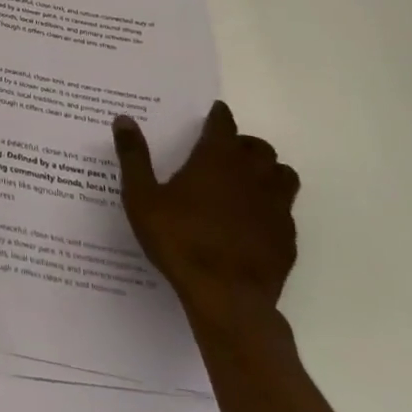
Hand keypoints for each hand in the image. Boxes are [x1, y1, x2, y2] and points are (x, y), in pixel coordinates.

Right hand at [113, 101, 298, 329]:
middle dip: (243, 144)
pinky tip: (254, 221)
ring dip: (267, 171)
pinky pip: (286, 210)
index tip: (214, 113)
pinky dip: (273, 206)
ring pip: (282, 174)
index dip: (218, 116)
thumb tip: (123, 119)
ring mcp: (275, 206)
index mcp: (217, 159)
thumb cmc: (179, 240)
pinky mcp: (287, 237)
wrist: (227, 298)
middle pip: (258, 147)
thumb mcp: (142, 198)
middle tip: (224, 153)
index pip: (224, 124)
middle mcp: (251, 174)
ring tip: (246, 182)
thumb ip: (134, 156)